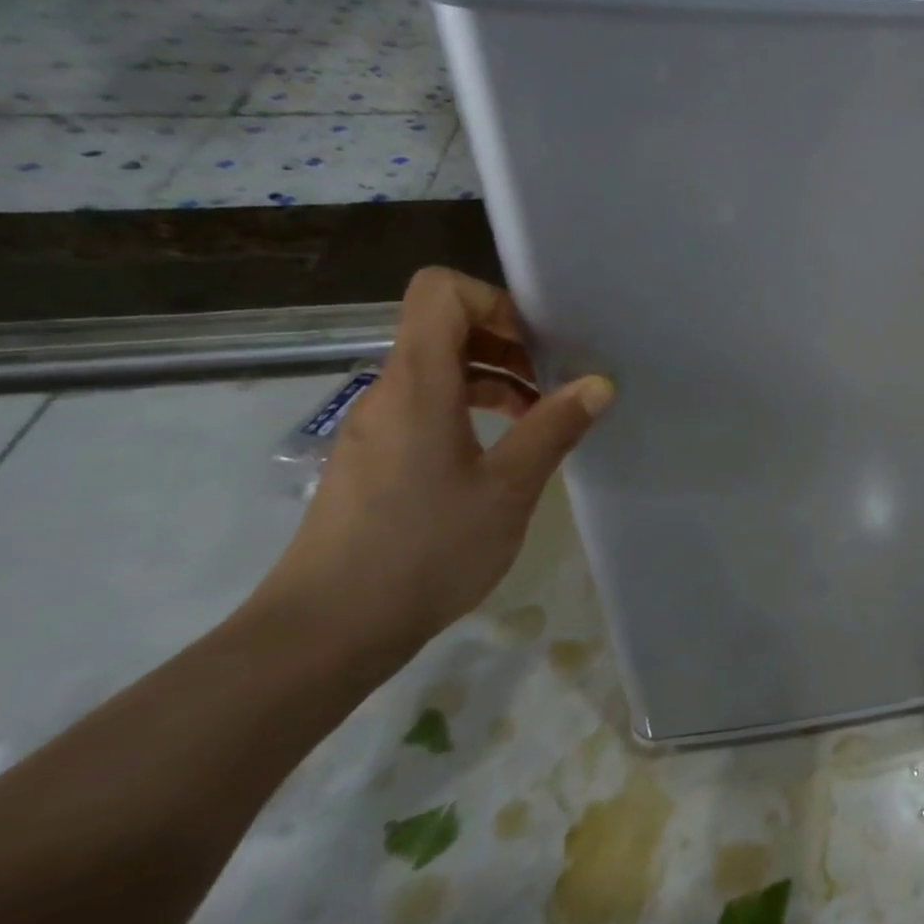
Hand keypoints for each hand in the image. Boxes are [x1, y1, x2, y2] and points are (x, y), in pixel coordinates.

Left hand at [251, 268, 612, 665]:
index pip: (441, 292)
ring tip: (539, 416)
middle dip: (507, 341)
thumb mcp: (507, 489)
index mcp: (418, 384)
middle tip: (555, 382)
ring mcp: (376, 426)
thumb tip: (599, 383)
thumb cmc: (424, 551)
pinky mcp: (375, 458)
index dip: (495, 301)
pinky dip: (470, 408)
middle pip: (443, 326)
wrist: (325, 631)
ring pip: (438, 369)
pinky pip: (426, 405)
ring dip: (494, 377)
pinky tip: (503, 451)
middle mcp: (389, 392)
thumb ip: (553, 427)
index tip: (539, 345)